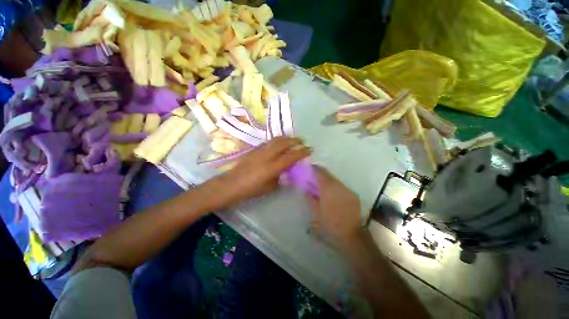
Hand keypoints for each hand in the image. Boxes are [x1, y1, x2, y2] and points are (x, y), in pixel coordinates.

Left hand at [206, 137, 310, 208]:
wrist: (230, 184)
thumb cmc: (250, 189)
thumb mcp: (269, 187)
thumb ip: (280, 178)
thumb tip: (287, 172)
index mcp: (272, 167)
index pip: (291, 156)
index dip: (302, 152)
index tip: (309, 149)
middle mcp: (267, 155)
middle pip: (284, 143)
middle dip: (295, 140)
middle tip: (302, 141)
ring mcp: (260, 150)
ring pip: (276, 139)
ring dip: (286, 138)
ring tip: (292, 140)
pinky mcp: (254, 149)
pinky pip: (268, 142)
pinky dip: (277, 140)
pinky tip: (278, 144)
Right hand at [306, 167, 362, 247]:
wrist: (352, 236)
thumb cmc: (330, 225)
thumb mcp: (316, 213)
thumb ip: (311, 199)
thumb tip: (307, 191)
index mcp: (328, 189)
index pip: (320, 173)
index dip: (314, 169)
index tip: (309, 168)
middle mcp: (339, 186)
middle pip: (328, 175)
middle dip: (320, 174)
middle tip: (313, 178)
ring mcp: (348, 190)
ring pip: (335, 180)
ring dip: (328, 181)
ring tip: (321, 187)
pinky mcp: (353, 195)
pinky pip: (341, 187)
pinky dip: (335, 187)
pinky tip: (332, 194)